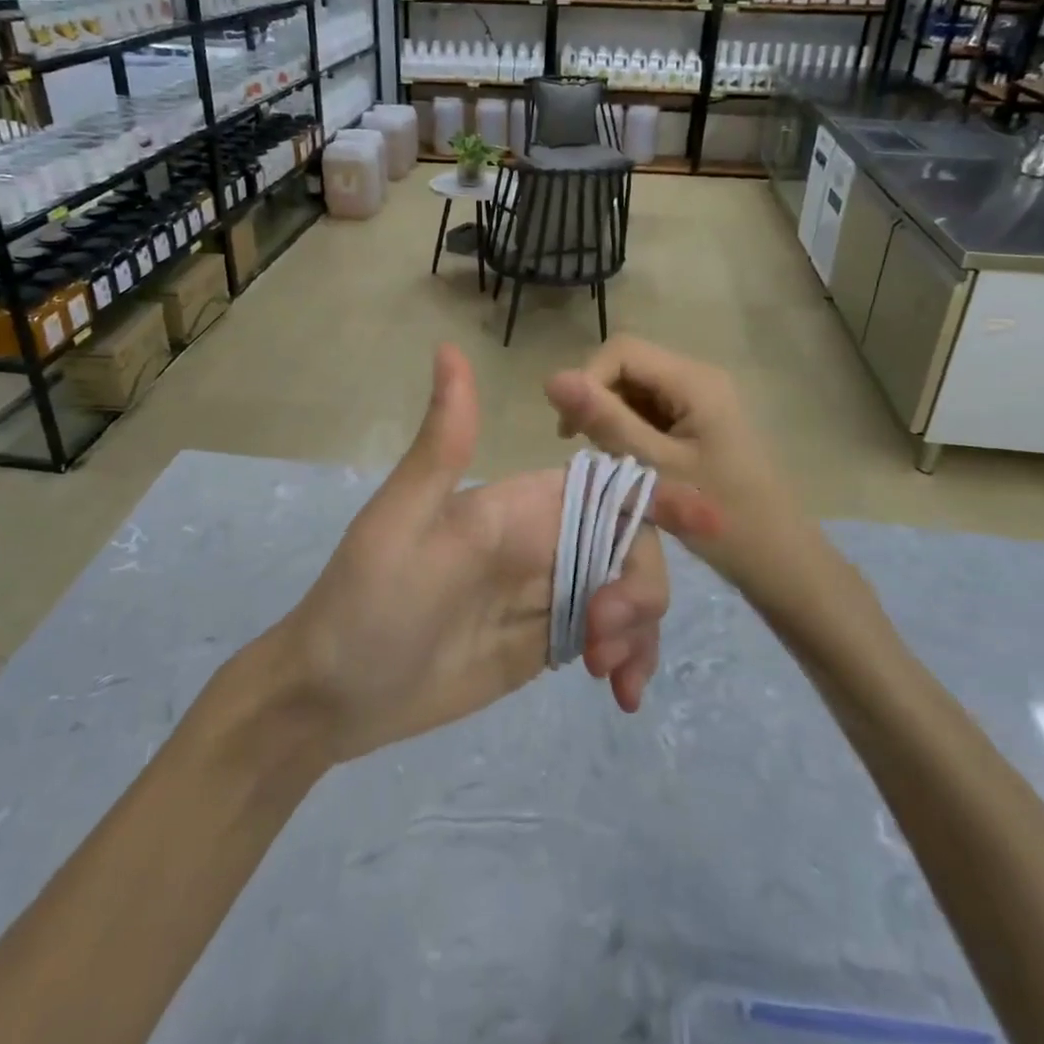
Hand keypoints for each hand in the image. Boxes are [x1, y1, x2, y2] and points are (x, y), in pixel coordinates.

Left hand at [277, 344, 669, 765]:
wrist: (333, 694)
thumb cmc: (367, 600)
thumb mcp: (403, 521)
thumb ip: (444, 444)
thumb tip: (449, 348)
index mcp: (517, 504)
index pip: (602, 487)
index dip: (658, 495)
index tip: (711, 522)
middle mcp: (541, 541)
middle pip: (628, 545)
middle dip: (641, 586)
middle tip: (605, 635)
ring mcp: (548, 594)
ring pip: (627, 592)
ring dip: (639, 628)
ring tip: (608, 674)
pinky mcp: (546, 641)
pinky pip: (609, 639)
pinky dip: (628, 658)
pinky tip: (618, 693)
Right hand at [543, 336, 819, 602]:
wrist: (781, 562)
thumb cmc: (724, 518)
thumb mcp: (656, 469)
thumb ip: (605, 422)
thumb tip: (551, 378)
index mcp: (694, 381)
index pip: (622, 351)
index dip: (587, 380)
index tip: (571, 431)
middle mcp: (697, 378)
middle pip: (627, 366)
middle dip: (597, 401)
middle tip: (586, 450)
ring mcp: (699, 400)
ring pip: (634, 389)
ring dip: (610, 418)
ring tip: (608, 462)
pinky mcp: (697, 422)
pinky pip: (648, 410)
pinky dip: (628, 431)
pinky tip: (627, 464)